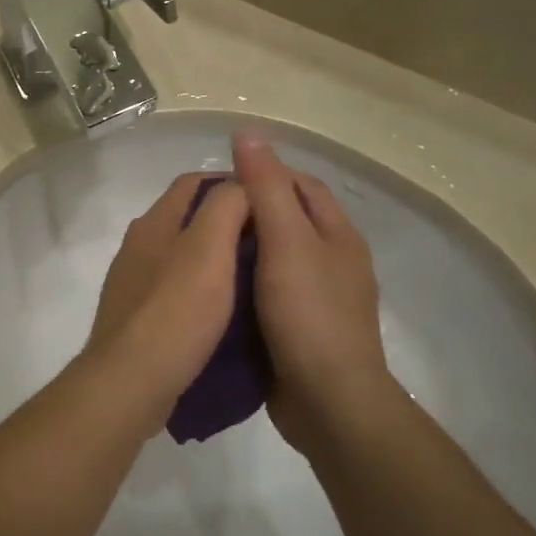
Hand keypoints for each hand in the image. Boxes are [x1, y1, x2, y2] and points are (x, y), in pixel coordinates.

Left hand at [86, 174, 251, 425]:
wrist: (130, 382)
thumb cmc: (175, 310)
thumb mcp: (209, 248)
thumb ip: (226, 206)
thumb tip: (242, 183)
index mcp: (154, 222)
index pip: (194, 182)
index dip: (233, 183)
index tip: (270, 201)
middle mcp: (138, 245)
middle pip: (187, 218)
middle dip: (226, 221)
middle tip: (270, 240)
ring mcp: (133, 283)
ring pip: (181, 256)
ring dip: (215, 258)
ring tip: (256, 276)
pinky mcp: (136, 317)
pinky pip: (175, 291)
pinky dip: (201, 290)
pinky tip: (225, 311)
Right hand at [231, 133, 396, 453]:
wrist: (328, 403)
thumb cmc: (309, 314)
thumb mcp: (286, 241)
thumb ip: (265, 187)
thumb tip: (247, 132)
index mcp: (337, 235)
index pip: (300, 184)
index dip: (263, 173)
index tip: (219, 180)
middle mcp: (331, 262)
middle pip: (286, 221)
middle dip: (247, 213)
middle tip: (200, 216)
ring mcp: (316, 299)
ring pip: (273, 259)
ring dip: (241, 252)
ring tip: (198, 248)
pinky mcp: (298, 330)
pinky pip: (266, 294)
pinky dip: (242, 286)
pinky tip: (212, 288)